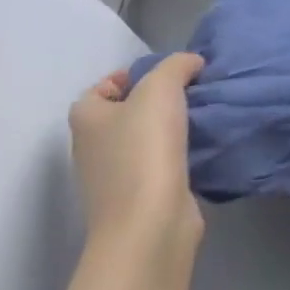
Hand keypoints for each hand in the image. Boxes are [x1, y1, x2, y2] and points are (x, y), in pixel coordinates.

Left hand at [68, 53, 205, 268]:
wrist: (150, 225)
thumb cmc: (144, 148)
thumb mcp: (161, 85)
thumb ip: (177, 65)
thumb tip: (192, 65)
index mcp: (86, 121)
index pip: (99, 90)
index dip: (128, 77)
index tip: (164, 75)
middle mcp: (93, 150)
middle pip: (125, 114)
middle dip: (157, 101)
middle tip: (190, 91)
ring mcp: (115, 180)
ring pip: (145, 140)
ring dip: (172, 128)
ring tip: (203, 115)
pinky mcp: (140, 201)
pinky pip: (161, 165)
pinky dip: (180, 155)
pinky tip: (203, 145)